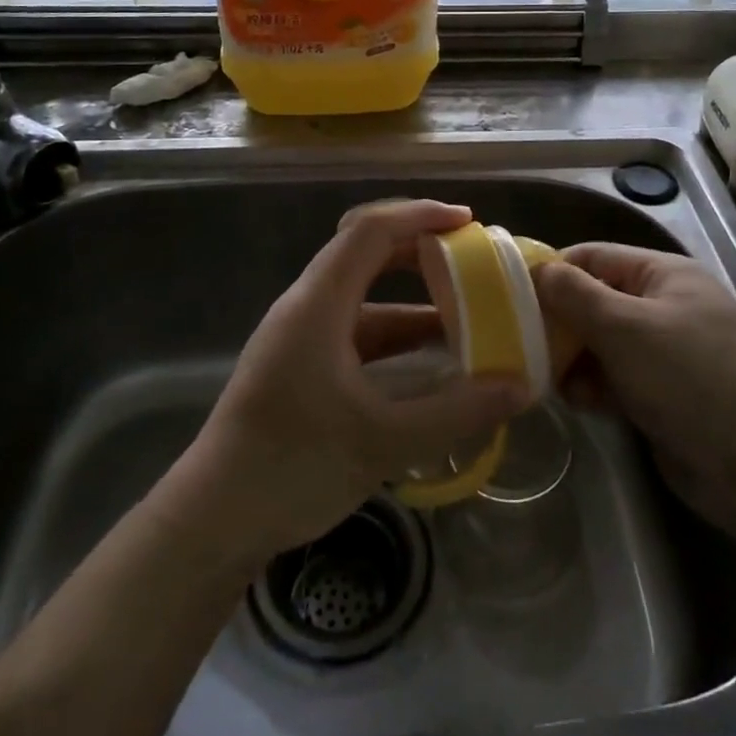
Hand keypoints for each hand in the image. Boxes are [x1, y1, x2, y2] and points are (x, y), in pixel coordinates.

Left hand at [175, 200, 530, 571]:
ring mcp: (300, 336)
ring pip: (362, 297)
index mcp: (318, 303)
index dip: (420, 216)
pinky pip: (355, 331)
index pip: (370, 230)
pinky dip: (394, 336)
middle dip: (418, 250)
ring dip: (410, 301)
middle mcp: (306, 306)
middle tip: (470, 259)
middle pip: (364, 253)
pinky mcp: (300, 365)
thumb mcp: (382, 440)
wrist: (214, 520)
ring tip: (464, 314)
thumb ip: (456, 412)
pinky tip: (428, 362)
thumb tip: (521, 386)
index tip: (468, 222)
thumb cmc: (292, 466)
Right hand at [536, 244, 735, 534]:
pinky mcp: (662, 395)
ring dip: (572, 358)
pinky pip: (615, 378)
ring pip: (600, 343)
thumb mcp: (625, 327)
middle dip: (559, 321)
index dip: (553, 270)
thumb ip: (575, 295)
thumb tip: (537, 269)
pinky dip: (593, 386)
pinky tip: (577, 402)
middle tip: (521, 342)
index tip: (510, 294)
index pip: (594, 256)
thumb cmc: (690, 378)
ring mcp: (665, 353)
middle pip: (595, 300)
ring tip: (546, 377)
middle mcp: (664, 307)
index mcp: (664, 274)